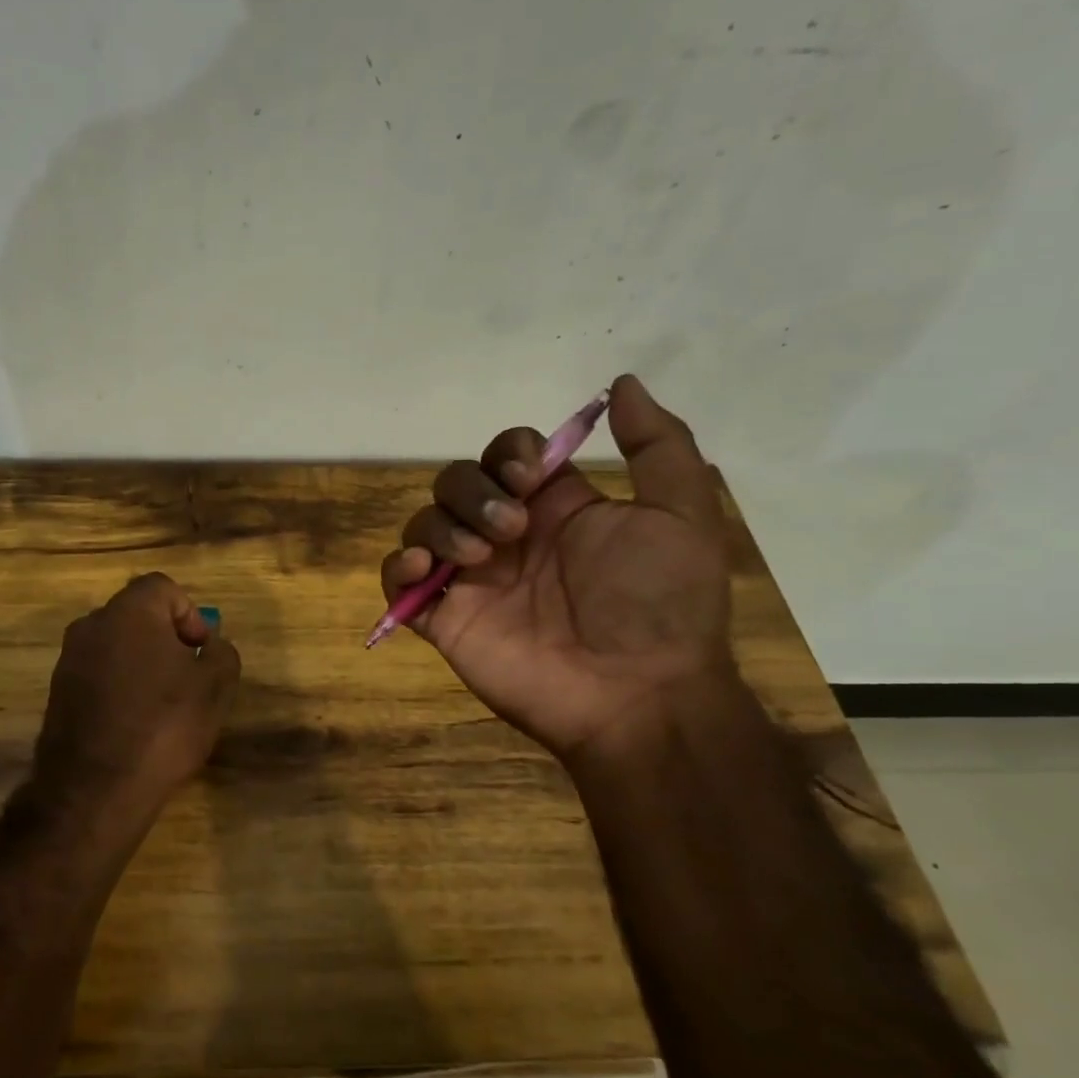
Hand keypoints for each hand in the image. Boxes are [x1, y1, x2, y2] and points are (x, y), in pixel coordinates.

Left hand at [31, 573, 240, 833]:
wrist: (95, 790)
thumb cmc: (163, 726)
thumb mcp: (214, 688)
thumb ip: (221, 653)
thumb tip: (210, 646)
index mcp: (129, 612)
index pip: (163, 587)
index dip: (190, 614)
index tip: (200, 652)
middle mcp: (91, 625)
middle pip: (138, 615)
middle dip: (167, 639)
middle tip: (188, 677)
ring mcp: (69, 660)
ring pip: (116, 646)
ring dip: (143, 664)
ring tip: (163, 705)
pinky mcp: (58, 693)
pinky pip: (98, 674)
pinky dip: (119, 687)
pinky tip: (135, 724)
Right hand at [379, 375, 731, 757]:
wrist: (636, 694)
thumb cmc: (658, 603)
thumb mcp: (680, 514)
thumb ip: (657, 445)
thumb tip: (620, 383)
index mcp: (554, 510)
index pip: (504, 457)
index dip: (507, 454)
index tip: (529, 477)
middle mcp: (506, 537)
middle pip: (456, 483)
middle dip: (473, 493)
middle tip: (511, 530)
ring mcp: (471, 580)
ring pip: (423, 525)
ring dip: (441, 527)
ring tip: (478, 559)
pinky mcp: (444, 619)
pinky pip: (398, 582)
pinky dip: (399, 568)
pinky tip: (425, 571)